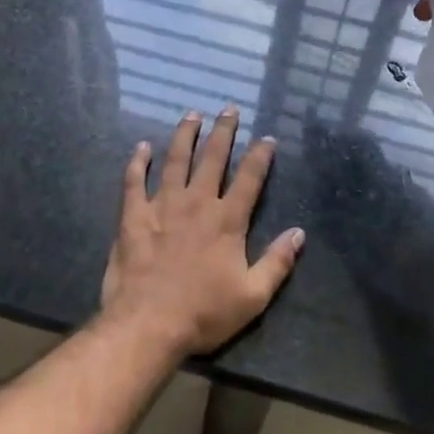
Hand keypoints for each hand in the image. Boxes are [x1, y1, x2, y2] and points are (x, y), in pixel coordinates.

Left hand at [100, 109, 302, 358]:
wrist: (147, 325)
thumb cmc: (203, 313)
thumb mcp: (253, 296)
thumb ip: (277, 262)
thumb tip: (300, 233)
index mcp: (227, 220)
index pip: (249, 178)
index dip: (260, 156)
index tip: (267, 137)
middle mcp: (197, 202)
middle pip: (213, 157)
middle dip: (223, 131)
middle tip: (229, 109)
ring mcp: (162, 205)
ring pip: (175, 159)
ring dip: (185, 134)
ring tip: (192, 114)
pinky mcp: (133, 216)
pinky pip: (134, 180)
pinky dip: (138, 161)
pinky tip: (142, 146)